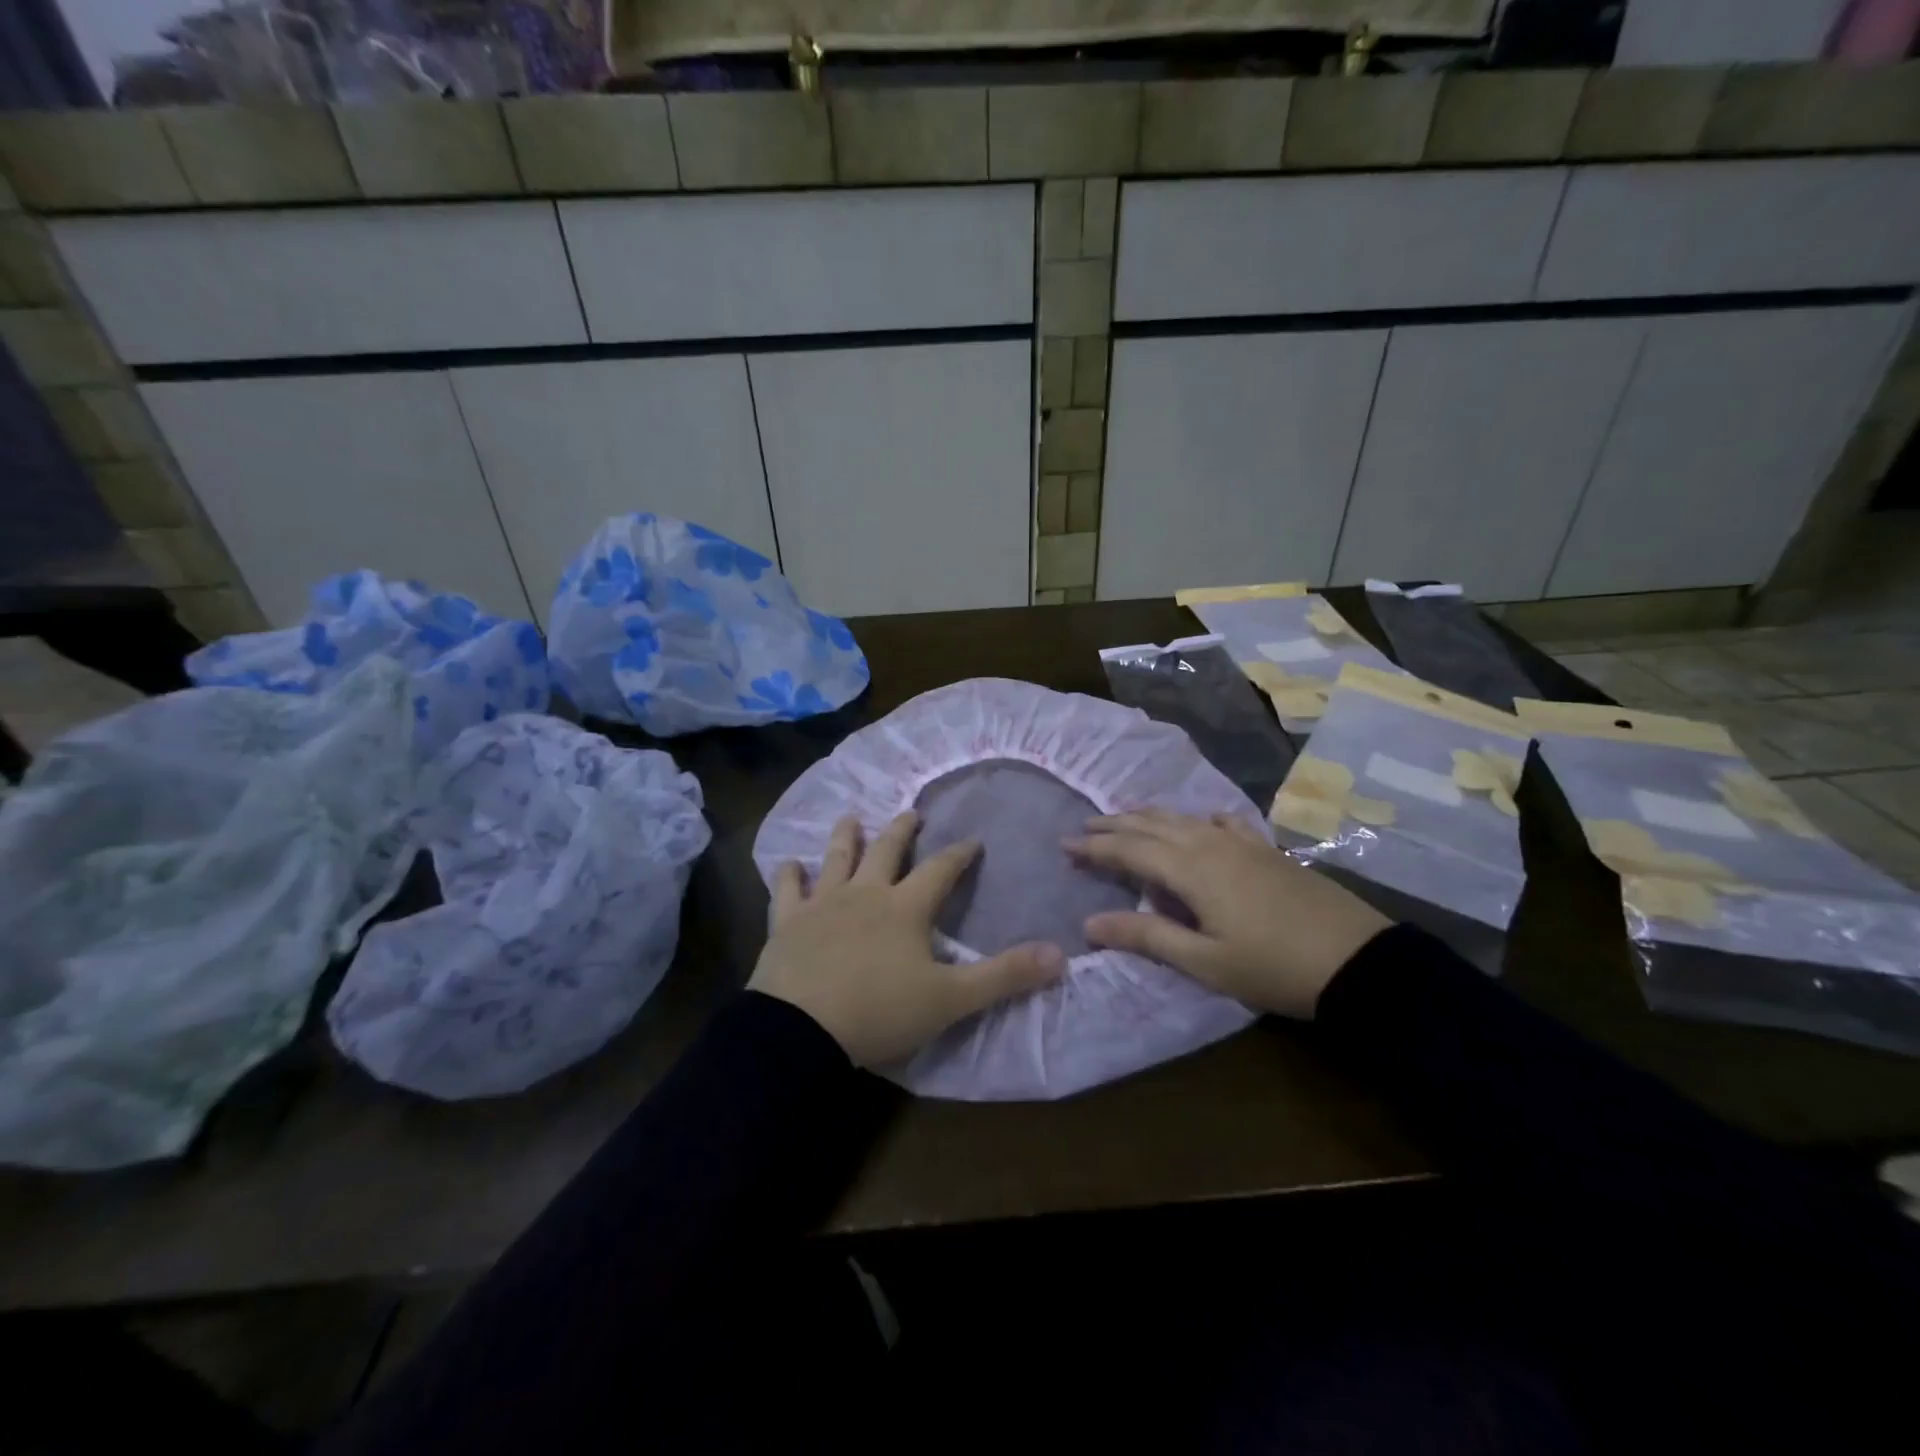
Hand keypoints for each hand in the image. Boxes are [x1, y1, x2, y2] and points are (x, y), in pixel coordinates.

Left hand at [751, 812, 1066, 1067]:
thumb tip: (1060, 955)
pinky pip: (787, 891)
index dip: (959, 855)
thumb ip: (1004, 975)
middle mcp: (865, 894)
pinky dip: (788, 875)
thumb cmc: (880, 1011)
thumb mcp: (951, 999)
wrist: (802, 1029)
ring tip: (851, 817)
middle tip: (911, 813)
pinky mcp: (787, 923)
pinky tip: (788, 863)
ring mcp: (822, 905)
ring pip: (837, 859)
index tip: (971, 840)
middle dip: (902, 830)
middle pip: (887, 851)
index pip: (940, 871)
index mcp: (905, 908)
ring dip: (845, 837)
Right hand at [1067, 810, 1390, 1019]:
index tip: (1064, 845)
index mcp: (1190, 869)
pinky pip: (1222, 821)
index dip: (1095, 847)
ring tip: (1126, 818)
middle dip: (1115, 825)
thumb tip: (1090, 922)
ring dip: (1149, 816)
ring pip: (1184, 818)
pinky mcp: (1266, 849)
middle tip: (1084, 827)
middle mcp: (1210, 844)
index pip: (1129, 849)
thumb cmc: (1272, 967)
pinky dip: (1199, 818)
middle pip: (1152, 825)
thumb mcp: (1204, 961)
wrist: (1357, 961)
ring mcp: (1242, 843)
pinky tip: (1200, 821)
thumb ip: (1146, 936)